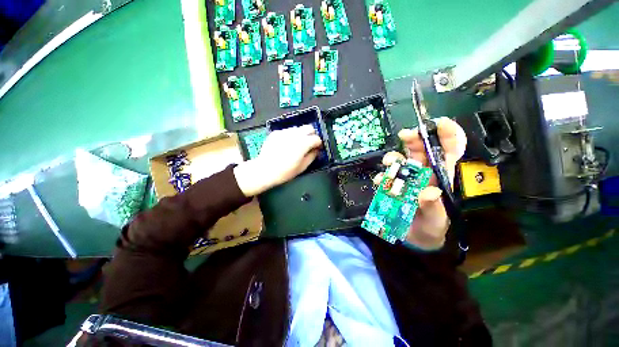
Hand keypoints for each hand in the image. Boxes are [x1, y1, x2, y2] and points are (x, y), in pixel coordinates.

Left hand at [235, 125, 322, 195]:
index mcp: (303, 143)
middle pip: (309, 127)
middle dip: (312, 135)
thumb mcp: (302, 167)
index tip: (317, 148)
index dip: (319, 144)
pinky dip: (290, 136)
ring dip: (301, 134)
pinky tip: (286, 144)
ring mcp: (284, 132)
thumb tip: (316, 151)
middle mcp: (295, 134)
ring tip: (297, 144)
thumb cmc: (285, 171)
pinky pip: (287, 131)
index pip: (317, 138)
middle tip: (310, 144)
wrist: (265, 170)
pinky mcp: (276, 133)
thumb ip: (312, 156)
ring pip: (298, 128)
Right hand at [374, 118, 466, 249]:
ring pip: (400, 160)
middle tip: (404, 135)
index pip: (450, 149)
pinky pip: (385, 176)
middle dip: (414, 139)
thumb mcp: (437, 220)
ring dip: (393, 157)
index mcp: (441, 176)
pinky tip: (380, 181)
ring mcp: (406, 179)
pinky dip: (381, 176)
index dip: (448, 134)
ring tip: (388, 162)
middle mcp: (423, 173)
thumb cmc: (431, 227)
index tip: (438, 123)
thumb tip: (430, 193)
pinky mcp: (392, 185)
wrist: (415, 237)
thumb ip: (433, 207)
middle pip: (420, 149)